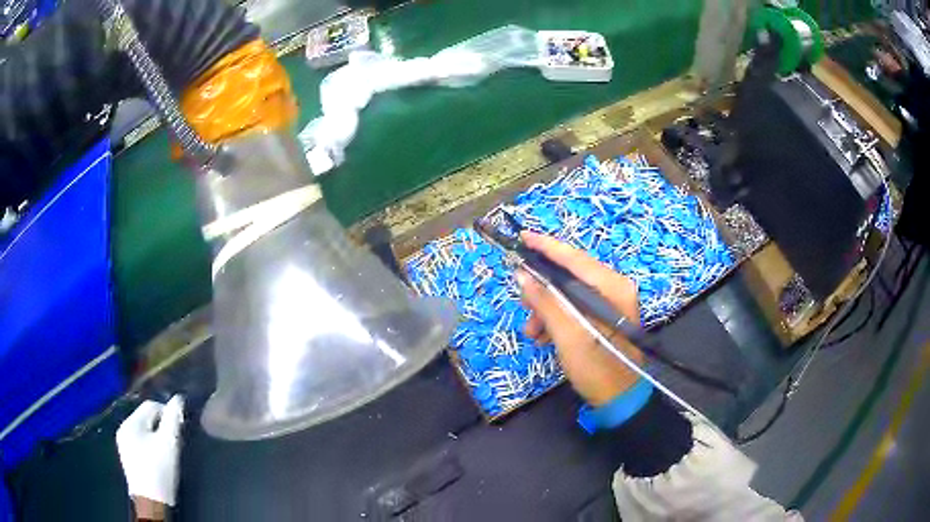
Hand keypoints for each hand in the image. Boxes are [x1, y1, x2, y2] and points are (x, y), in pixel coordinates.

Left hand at [117, 395, 184, 511]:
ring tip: (168, 451)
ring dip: (156, 436)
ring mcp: (123, 443)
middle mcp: (123, 428)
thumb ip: (173, 419)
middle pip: (146, 418)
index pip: (150, 405)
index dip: (167, 413)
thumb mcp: (169, 444)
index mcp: (130, 423)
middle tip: (175, 442)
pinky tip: (158, 459)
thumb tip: (178, 398)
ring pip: (143, 430)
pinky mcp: (127, 456)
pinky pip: (140, 441)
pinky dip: (150, 445)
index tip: (180, 429)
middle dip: (161, 426)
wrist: (152, 502)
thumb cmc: (160, 471)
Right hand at [516, 231, 644, 406]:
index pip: (574, 258)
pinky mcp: (605, 317)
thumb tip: (522, 274)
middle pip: (570, 275)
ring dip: (546, 308)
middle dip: (543, 289)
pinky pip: (575, 307)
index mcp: (612, 286)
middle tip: (523, 303)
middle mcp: (614, 288)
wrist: (620, 399)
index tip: (522, 237)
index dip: (546, 246)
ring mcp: (611, 303)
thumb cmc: (597, 367)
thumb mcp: (567, 334)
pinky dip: (557, 318)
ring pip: (569, 293)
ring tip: (532, 331)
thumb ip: (545, 301)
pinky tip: (543, 336)